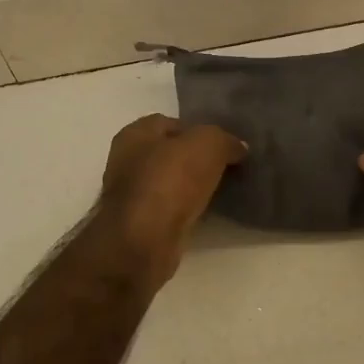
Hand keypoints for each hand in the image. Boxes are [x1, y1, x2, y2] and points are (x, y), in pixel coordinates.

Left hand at [94, 115, 245, 285]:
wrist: (145, 240)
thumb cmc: (170, 180)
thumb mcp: (207, 144)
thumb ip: (224, 140)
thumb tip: (237, 148)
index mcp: (134, 134)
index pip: (171, 123)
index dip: (199, 130)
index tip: (224, 144)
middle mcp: (127, 161)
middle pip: (170, 153)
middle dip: (196, 159)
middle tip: (227, 166)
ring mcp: (131, 195)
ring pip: (170, 183)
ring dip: (192, 186)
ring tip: (222, 189)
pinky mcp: (140, 224)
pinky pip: (170, 208)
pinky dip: (187, 209)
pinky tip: (207, 212)